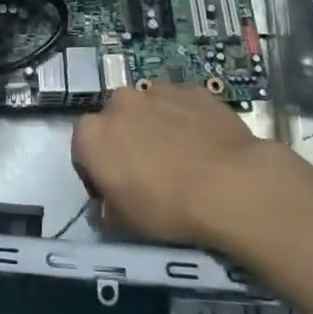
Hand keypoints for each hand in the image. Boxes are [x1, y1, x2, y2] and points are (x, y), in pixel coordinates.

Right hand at [73, 84, 300, 244]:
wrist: (230, 185)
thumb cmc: (167, 208)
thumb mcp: (125, 223)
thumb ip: (107, 210)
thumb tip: (106, 207)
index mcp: (92, 134)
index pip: (83, 149)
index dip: (97, 172)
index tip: (115, 192)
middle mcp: (119, 102)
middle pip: (115, 121)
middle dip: (125, 140)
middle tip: (148, 172)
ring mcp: (157, 91)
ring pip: (148, 109)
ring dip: (155, 127)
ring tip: (181, 158)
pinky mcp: (191, 90)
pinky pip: (181, 105)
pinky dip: (186, 120)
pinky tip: (204, 146)